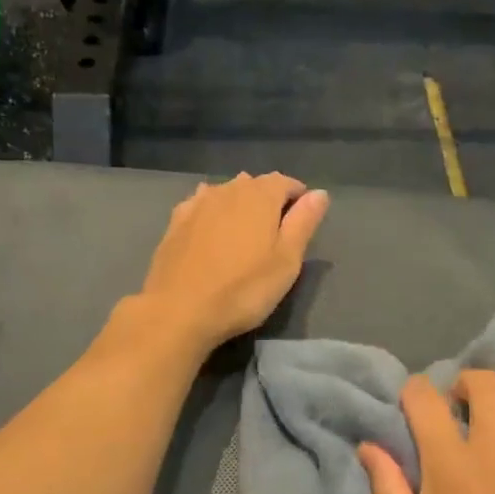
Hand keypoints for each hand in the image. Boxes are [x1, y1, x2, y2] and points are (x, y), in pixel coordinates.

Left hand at [136, 173, 329, 351]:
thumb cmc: (243, 289)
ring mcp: (197, 203)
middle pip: (255, 184)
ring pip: (226, 192)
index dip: (298, 196)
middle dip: (269, 199)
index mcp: (260, 195)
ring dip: (239, 204)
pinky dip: (213, 212)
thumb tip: (319, 193)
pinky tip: (212, 229)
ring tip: (245, 232)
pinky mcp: (175, 222)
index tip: (303, 219)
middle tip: (276, 231)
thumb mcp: (287, 260)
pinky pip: (201, 205)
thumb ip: (304, 222)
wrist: (178, 310)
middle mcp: (227, 189)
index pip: (286, 182)